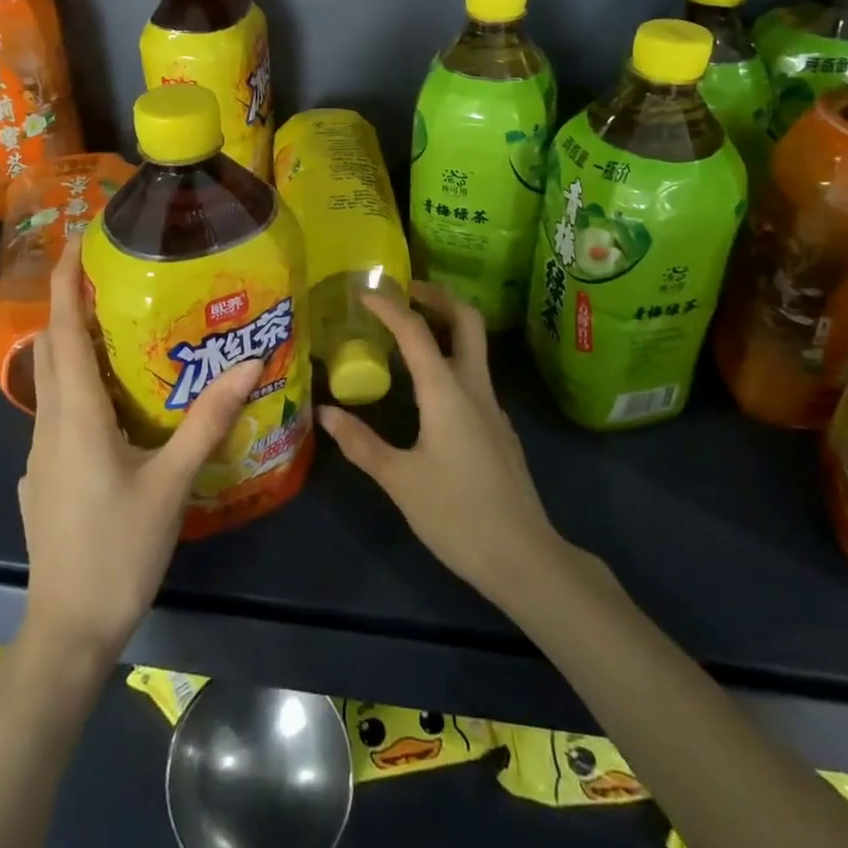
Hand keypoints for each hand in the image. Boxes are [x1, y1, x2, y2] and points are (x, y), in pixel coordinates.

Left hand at [17, 234, 263, 658]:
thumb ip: (210, 419)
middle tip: (109, 273)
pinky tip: (112, 401)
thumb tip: (250, 362)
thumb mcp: (173, 482)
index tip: (77, 240)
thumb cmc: (120, 550)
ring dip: (75, 344)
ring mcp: (40, 454)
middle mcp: (49, 425)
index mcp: (76, 416)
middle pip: (52, 349)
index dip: (66, 282)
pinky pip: (58, 413)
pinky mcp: (43, 477)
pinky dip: (78, 385)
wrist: (68, 629)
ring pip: (52, 382)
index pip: (63, 332)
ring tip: (117, 325)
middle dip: (71, 304)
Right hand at [319, 282, 572, 608]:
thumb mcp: (399, 480)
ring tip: (409, 333)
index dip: (389, 306)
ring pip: (475, 347)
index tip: (364, 292)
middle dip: (438, 296)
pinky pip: (475, 376)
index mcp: (446, 391)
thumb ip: (360, 442)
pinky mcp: (499, 428)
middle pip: (467, 320)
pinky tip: (429, 389)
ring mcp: (493, 407)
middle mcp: (475, 387)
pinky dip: (451, 360)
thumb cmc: (456, 515)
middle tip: (406, 291)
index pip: (416, 331)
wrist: (523, 556)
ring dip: (446, 327)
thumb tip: (324, 413)